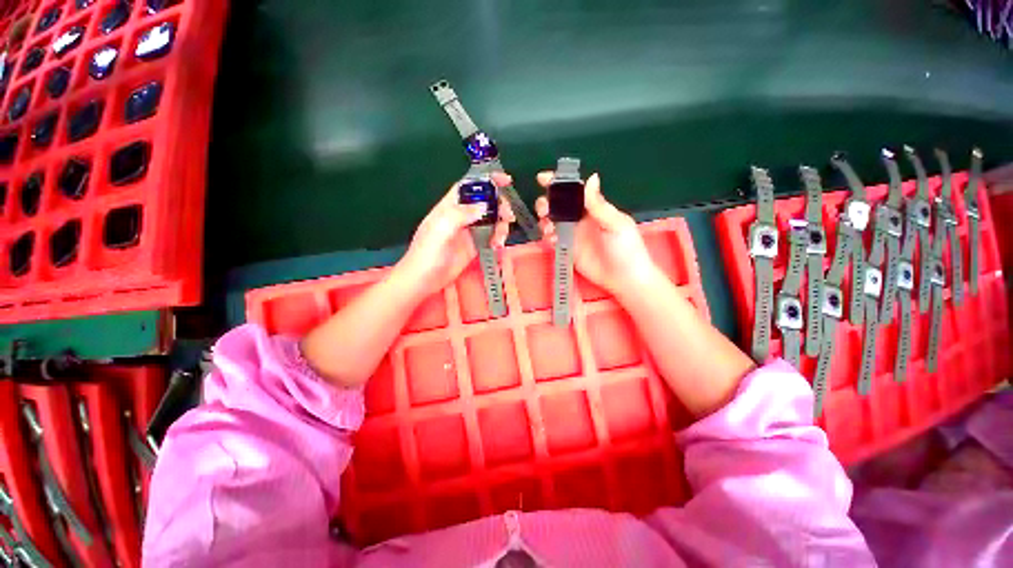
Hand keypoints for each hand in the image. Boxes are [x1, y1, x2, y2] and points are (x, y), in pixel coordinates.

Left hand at [396, 172, 514, 296]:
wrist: (423, 280)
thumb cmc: (427, 253)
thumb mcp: (440, 230)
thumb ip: (459, 215)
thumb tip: (483, 205)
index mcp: (449, 207)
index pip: (469, 186)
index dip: (486, 180)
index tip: (506, 180)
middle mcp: (461, 216)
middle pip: (485, 203)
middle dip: (499, 206)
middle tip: (508, 216)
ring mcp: (469, 232)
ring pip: (491, 220)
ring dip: (501, 225)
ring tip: (501, 238)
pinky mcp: (474, 247)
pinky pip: (491, 237)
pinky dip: (498, 239)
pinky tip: (498, 246)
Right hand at [534, 171, 658, 295]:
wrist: (625, 278)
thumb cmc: (626, 248)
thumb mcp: (615, 224)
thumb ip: (599, 205)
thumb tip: (591, 177)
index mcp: (593, 208)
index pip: (573, 191)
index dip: (558, 183)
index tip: (542, 179)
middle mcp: (580, 219)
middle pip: (557, 205)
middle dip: (546, 203)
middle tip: (544, 210)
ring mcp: (572, 234)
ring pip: (551, 221)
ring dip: (544, 220)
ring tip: (547, 226)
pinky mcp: (567, 249)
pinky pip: (552, 239)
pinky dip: (547, 236)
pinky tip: (551, 239)